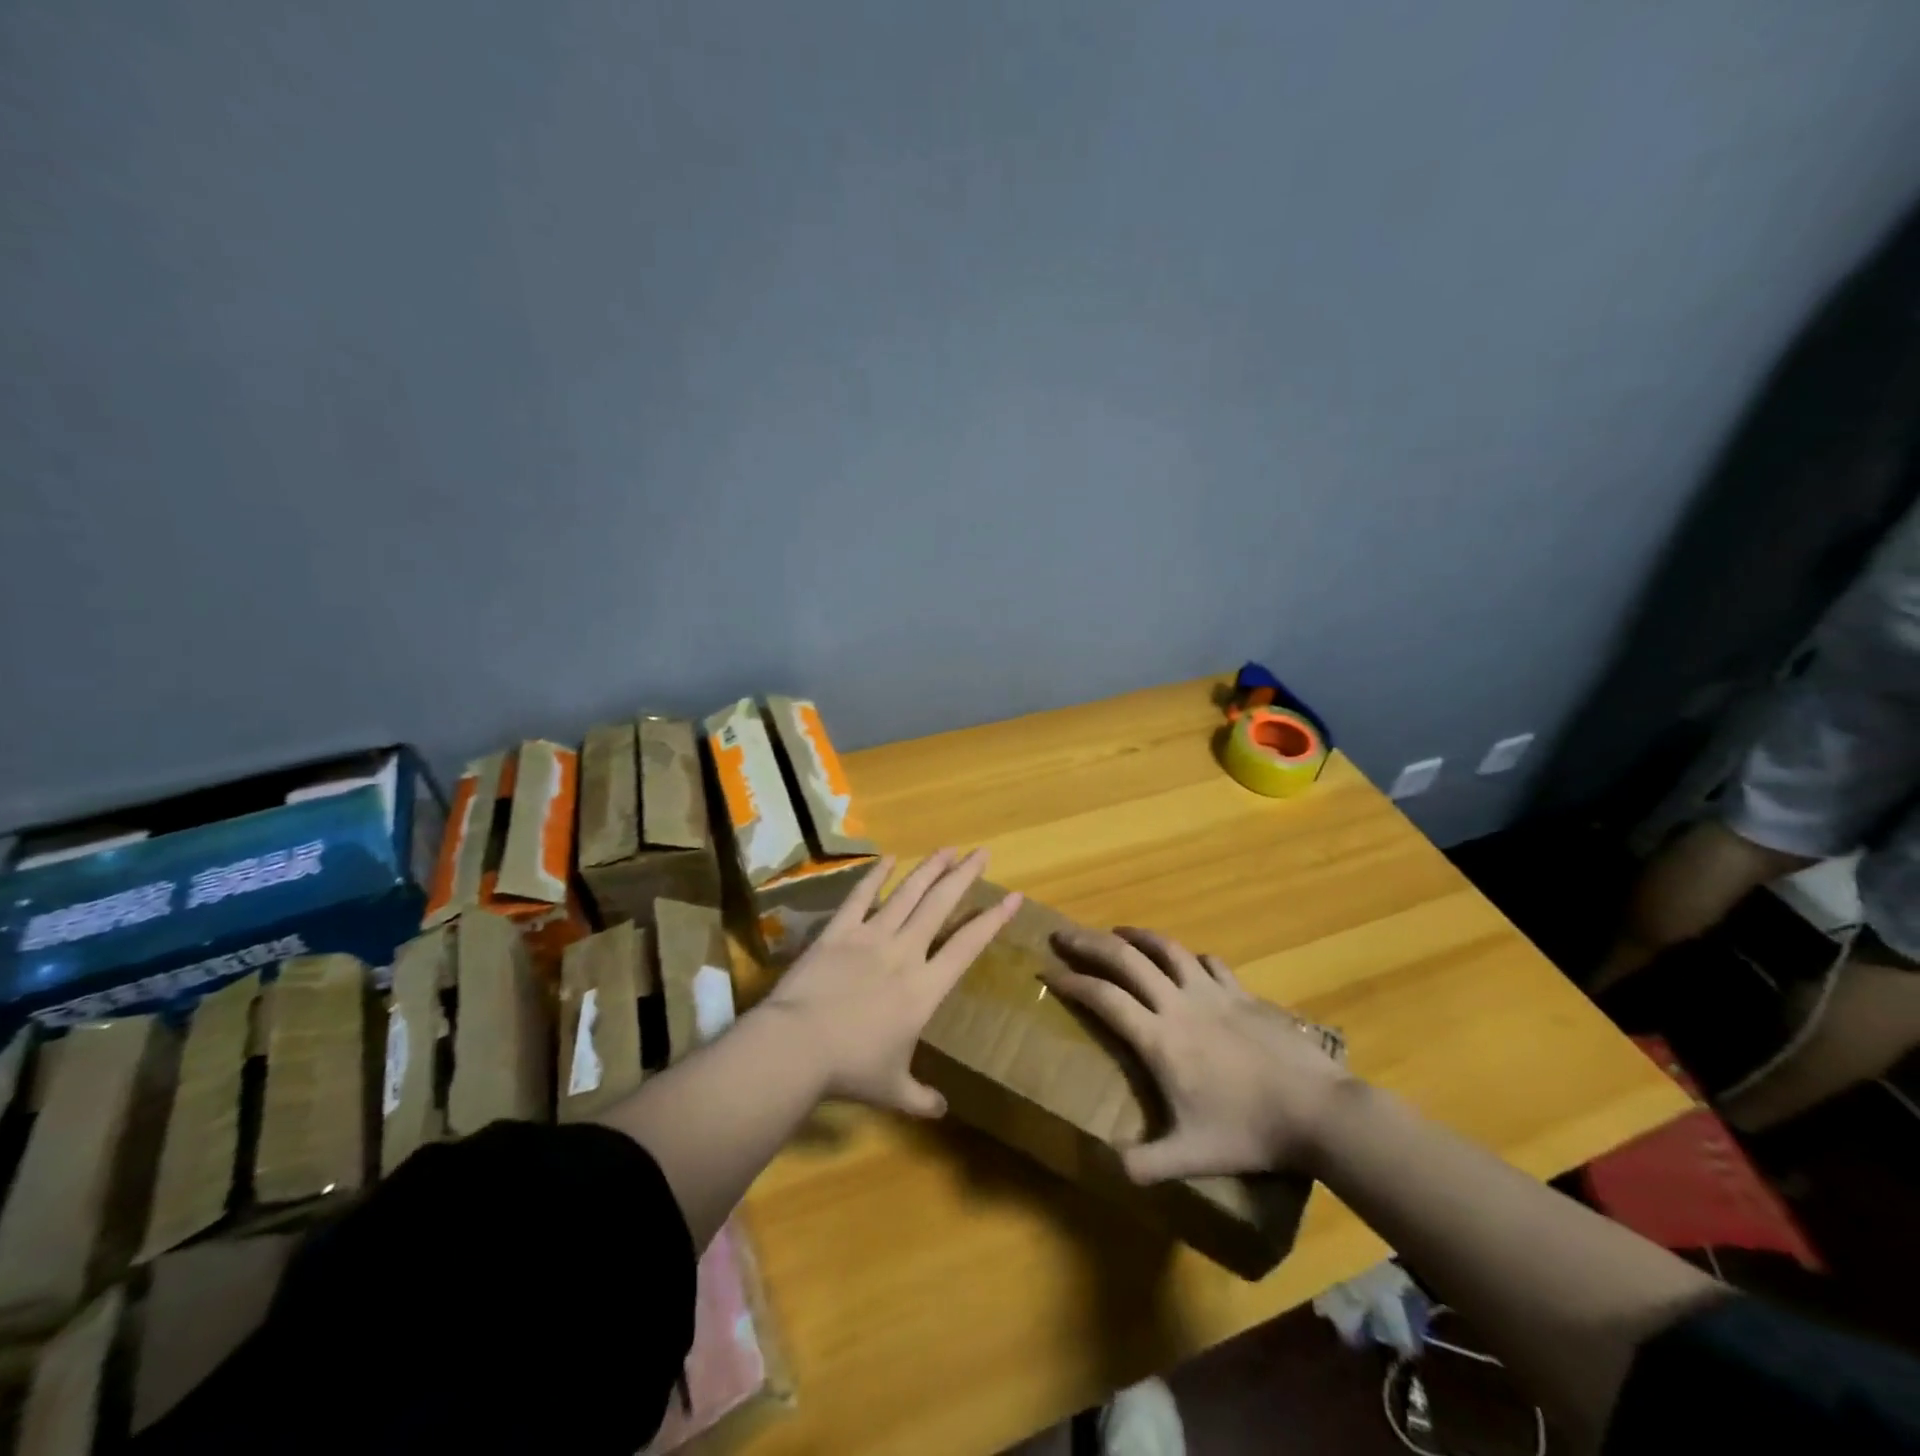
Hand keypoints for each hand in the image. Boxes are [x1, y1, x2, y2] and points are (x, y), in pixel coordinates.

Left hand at [762, 848, 1021, 1117]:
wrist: (798, 1046)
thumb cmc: (851, 1069)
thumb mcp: (893, 1090)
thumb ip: (921, 1098)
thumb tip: (941, 1110)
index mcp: (925, 988)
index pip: (968, 946)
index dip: (992, 920)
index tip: (1012, 897)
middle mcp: (904, 953)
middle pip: (940, 906)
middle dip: (964, 876)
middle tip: (981, 852)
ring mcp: (870, 937)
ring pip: (907, 894)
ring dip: (929, 870)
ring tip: (947, 848)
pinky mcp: (838, 932)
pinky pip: (860, 897)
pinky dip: (874, 876)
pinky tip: (888, 857)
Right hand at [1044, 927, 1349, 1181]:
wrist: (1317, 1110)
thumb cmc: (1249, 1131)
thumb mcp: (1192, 1156)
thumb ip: (1146, 1164)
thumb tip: (1108, 1167)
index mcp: (1159, 1039)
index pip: (1104, 998)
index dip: (1072, 982)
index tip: (1048, 972)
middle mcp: (1179, 1004)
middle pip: (1125, 959)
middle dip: (1088, 943)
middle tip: (1063, 935)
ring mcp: (1213, 993)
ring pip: (1166, 948)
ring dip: (1135, 935)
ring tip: (1116, 932)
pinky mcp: (1242, 994)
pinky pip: (1209, 962)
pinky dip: (1188, 956)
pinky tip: (1186, 960)